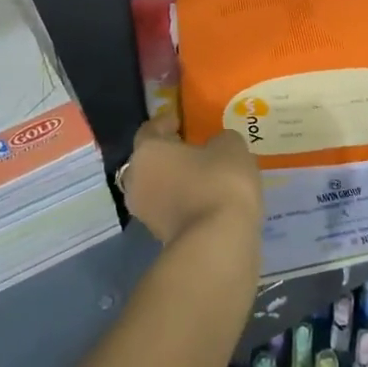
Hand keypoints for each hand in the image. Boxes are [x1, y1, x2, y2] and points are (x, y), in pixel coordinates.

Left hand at [121, 117, 262, 250]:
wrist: (217, 244)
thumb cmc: (218, 182)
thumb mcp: (230, 147)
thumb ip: (220, 140)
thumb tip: (215, 146)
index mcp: (147, 151)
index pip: (150, 129)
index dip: (167, 122)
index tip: (184, 121)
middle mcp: (137, 181)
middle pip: (150, 161)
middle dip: (170, 155)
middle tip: (195, 149)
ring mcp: (145, 214)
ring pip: (159, 188)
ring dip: (177, 181)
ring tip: (205, 177)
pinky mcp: (160, 239)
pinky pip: (171, 210)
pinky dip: (185, 204)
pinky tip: (208, 200)